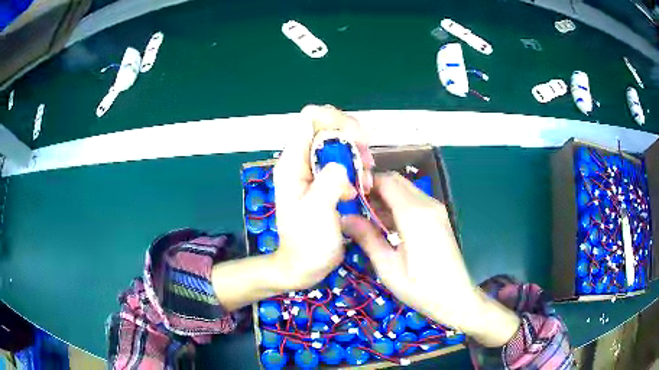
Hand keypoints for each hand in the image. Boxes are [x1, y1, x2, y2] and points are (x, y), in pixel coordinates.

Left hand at [272, 105, 373, 290]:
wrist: (304, 265)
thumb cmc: (307, 244)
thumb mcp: (317, 213)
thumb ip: (328, 182)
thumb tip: (341, 163)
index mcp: (292, 163)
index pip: (310, 118)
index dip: (336, 120)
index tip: (358, 140)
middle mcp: (301, 160)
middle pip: (327, 125)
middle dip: (352, 137)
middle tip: (366, 160)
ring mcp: (312, 169)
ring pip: (338, 142)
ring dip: (357, 154)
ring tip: (365, 180)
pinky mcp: (324, 180)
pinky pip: (343, 160)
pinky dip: (357, 167)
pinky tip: (362, 186)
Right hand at [342, 173, 519, 345]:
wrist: (455, 297)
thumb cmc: (420, 287)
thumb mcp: (388, 267)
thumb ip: (367, 238)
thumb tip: (344, 218)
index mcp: (414, 214)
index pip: (386, 181)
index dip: (365, 183)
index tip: (347, 195)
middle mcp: (427, 204)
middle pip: (397, 181)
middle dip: (374, 189)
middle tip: (355, 208)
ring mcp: (436, 209)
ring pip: (406, 189)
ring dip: (386, 197)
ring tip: (367, 218)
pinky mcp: (439, 217)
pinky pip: (414, 201)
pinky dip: (398, 205)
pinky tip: (387, 224)